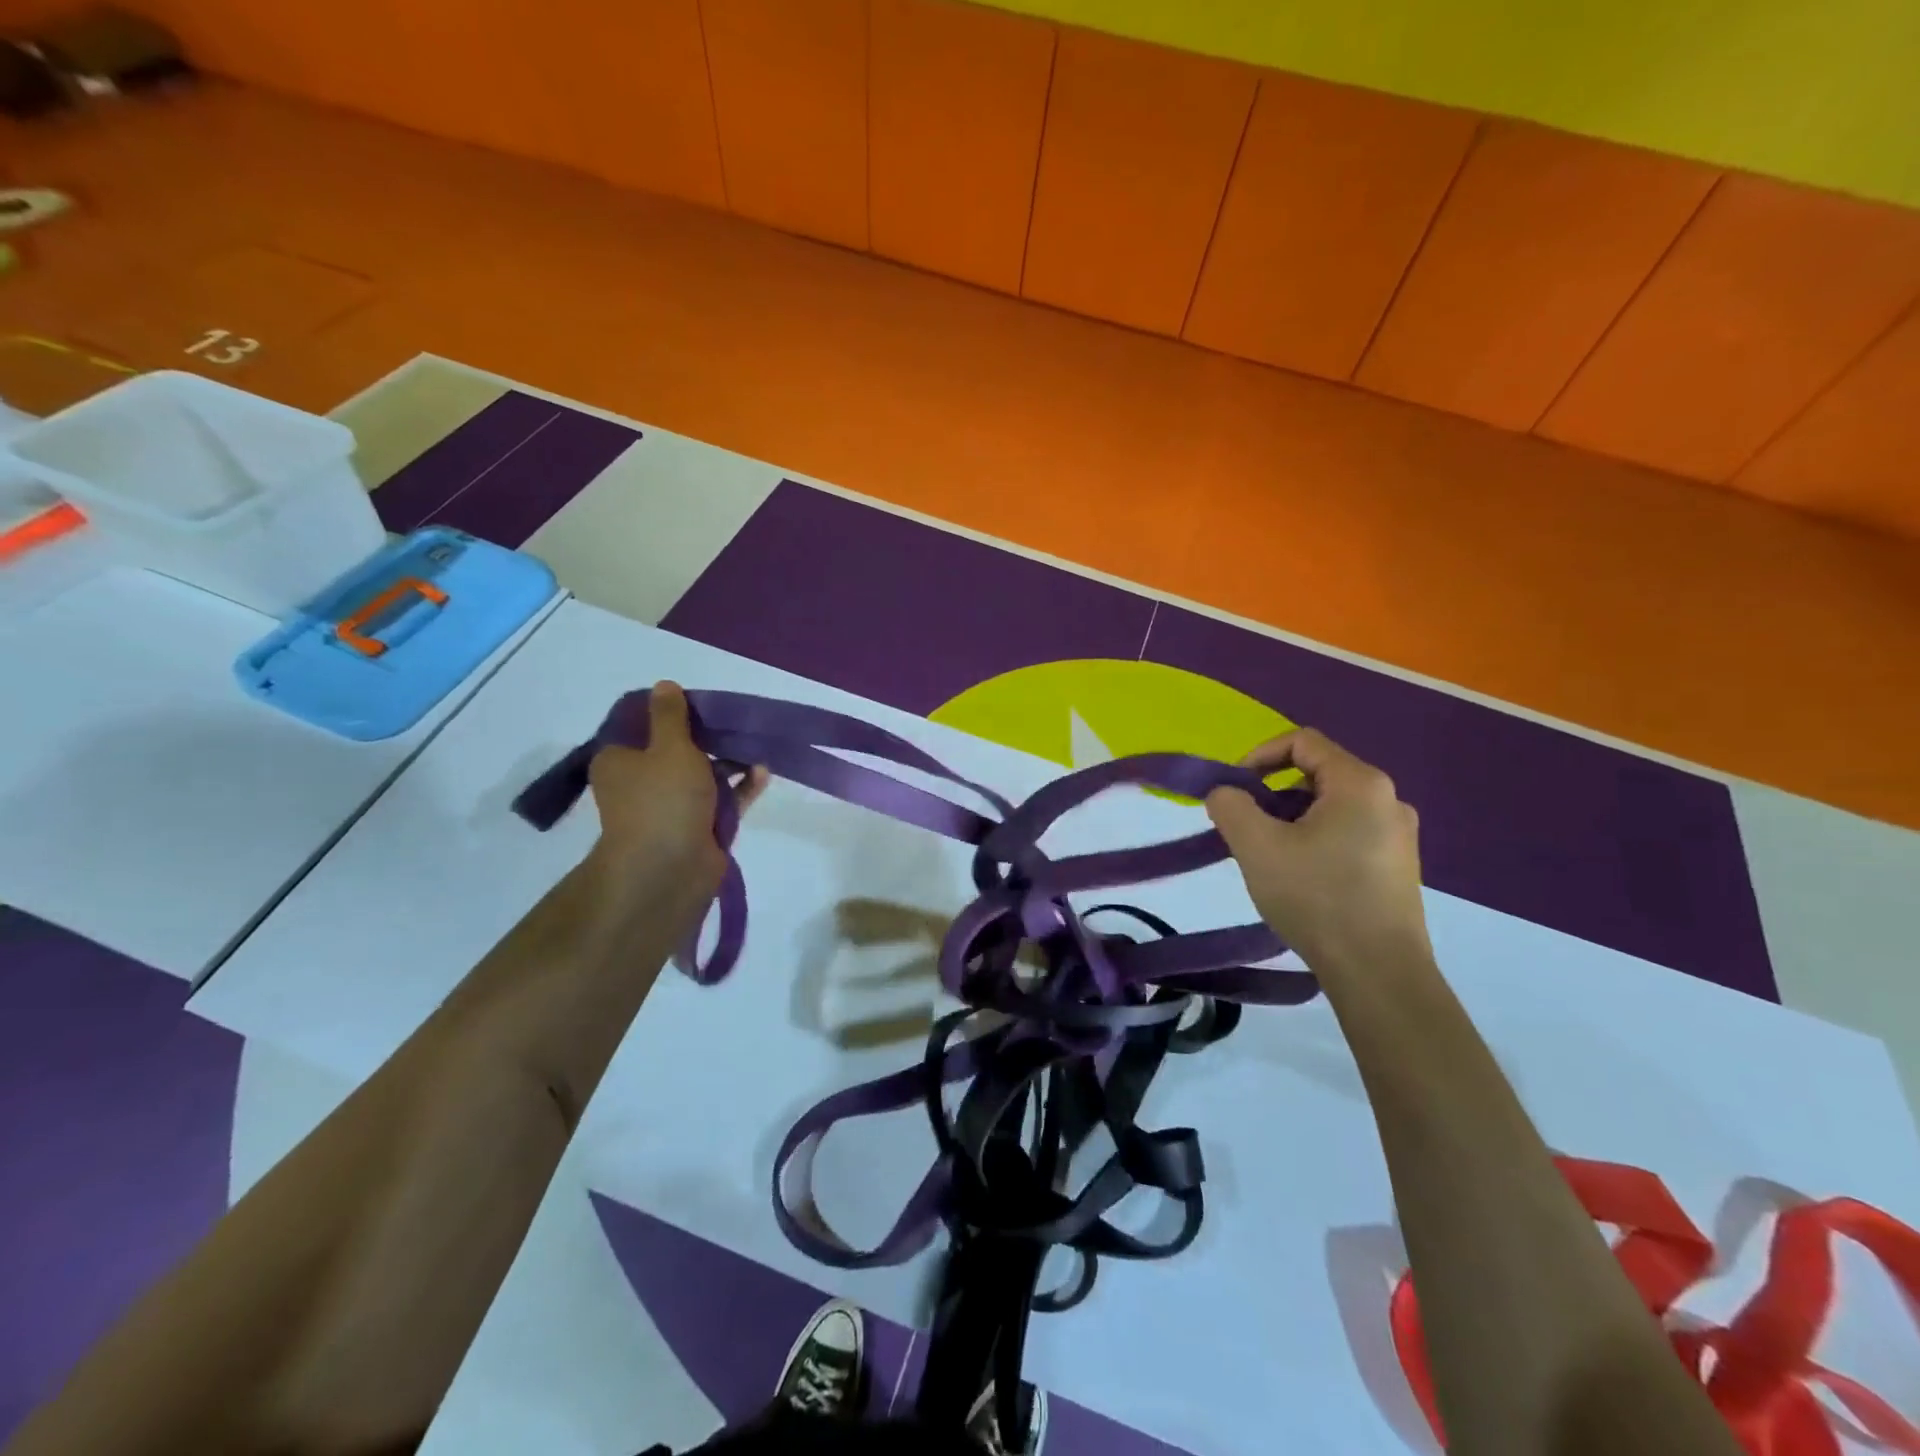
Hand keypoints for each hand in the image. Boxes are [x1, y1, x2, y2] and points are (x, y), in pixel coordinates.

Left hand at [586, 681, 766, 886]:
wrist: (670, 870)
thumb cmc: (663, 800)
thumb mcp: (668, 747)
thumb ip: (671, 716)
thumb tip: (664, 685)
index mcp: (620, 761)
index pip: (641, 727)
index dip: (669, 713)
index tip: (699, 703)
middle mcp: (641, 783)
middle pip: (676, 751)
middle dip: (708, 738)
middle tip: (735, 721)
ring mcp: (671, 808)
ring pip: (703, 776)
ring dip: (730, 762)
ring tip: (757, 746)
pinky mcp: (698, 829)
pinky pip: (722, 801)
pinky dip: (740, 788)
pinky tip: (762, 773)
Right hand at [1206, 728, 1430, 977]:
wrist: (1379, 973)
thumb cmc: (1317, 898)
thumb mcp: (1256, 846)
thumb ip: (1230, 805)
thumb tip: (1225, 793)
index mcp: (1360, 783)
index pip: (1302, 742)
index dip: (1259, 755)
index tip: (1234, 788)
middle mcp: (1388, 800)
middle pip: (1316, 774)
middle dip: (1272, 793)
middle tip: (1245, 827)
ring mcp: (1398, 835)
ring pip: (1330, 807)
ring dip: (1290, 819)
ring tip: (1267, 856)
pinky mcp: (1398, 867)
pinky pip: (1347, 833)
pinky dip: (1314, 840)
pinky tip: (1298, 877)